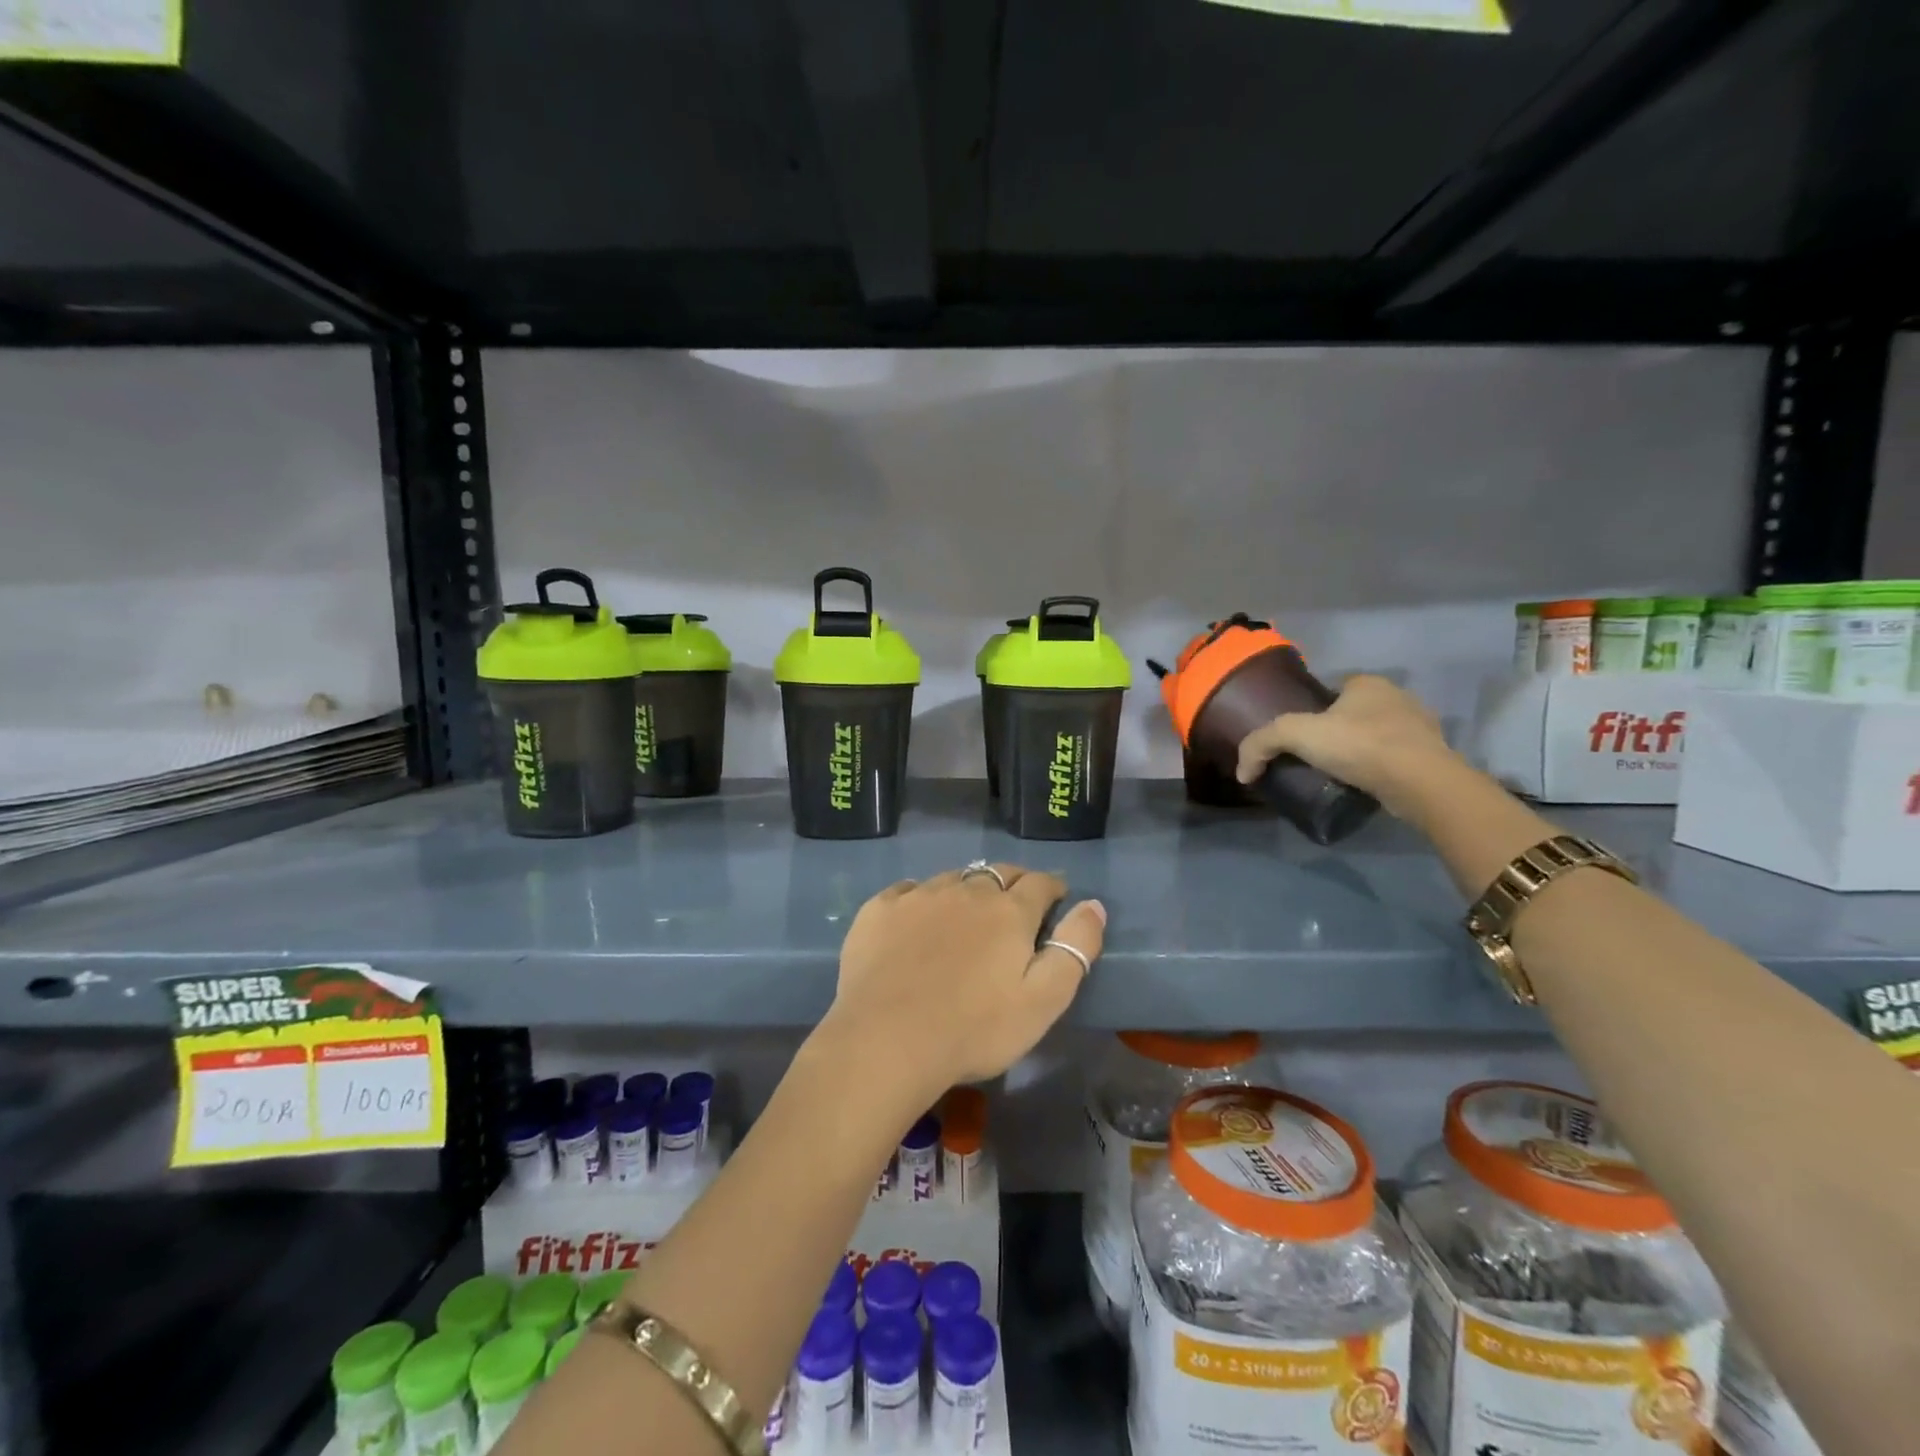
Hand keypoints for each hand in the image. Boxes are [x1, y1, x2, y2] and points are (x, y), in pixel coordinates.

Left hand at [818, 867, 1105, 1110]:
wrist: (885, 1040)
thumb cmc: (974, 1028)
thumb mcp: (1043, 1001)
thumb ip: (1074, 949)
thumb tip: (1093, 905)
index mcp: (1008, 911)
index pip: (1040, 883)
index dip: (1052, 887)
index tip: (1057, 896)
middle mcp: (966, 891)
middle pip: (998, 873)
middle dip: (1014, 882)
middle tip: (1016, 902)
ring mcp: (919, 897)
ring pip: (953, 878)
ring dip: (968, 888)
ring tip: (968, 909)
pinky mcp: (880, 910)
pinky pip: (909, 890)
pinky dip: (922, 897)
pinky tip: (918, 915)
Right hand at [1235, 673, 1460, 820]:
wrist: (1420, 782)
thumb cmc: (1360, 745)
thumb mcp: (1297, 734)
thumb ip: (1261, 743)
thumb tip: (1242, 771)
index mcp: (1367, 683)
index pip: (1331, 690)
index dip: (1312, 711)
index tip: (1299, 737)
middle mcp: (1397, 697)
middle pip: (1353, 713)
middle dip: (1336, 731)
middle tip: (1314, 758)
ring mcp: (1420, 726)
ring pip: (1376, 735)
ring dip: (1360, 751)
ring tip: (1337, 774)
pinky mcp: (1431, 756)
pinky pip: (1395, 759)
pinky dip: (1379, 769)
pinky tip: (1364, 785)